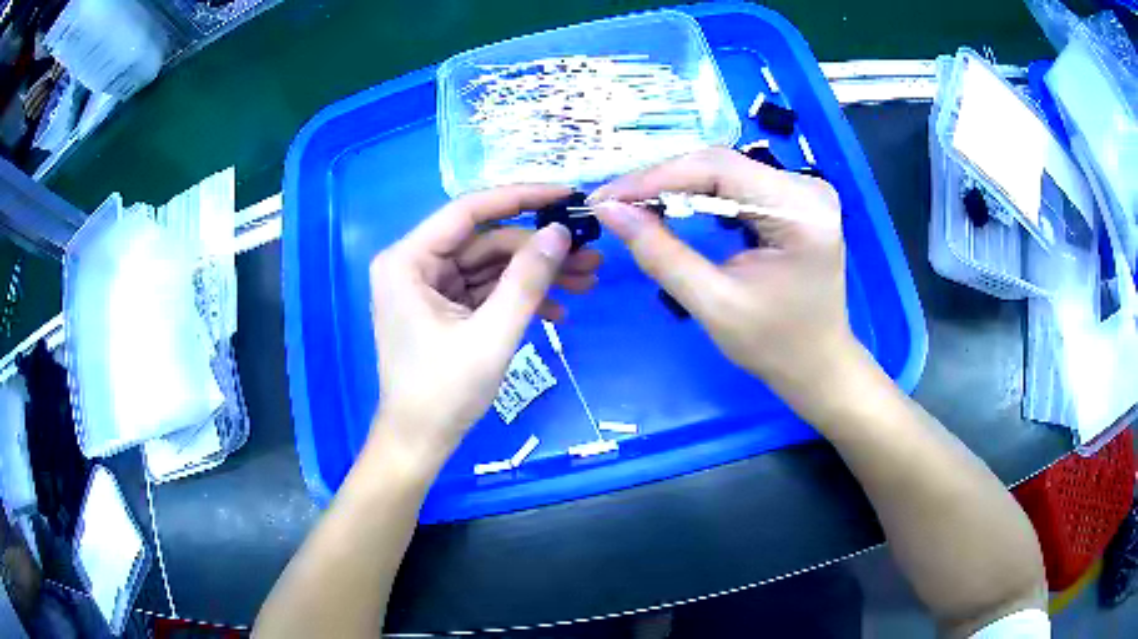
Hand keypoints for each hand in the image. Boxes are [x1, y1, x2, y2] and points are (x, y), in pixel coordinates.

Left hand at [367, 185, 600, 471]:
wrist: (420, 443)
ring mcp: (430, 287)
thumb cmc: (444, 392)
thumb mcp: (491, 335)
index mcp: (408, 260)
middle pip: (486, 242)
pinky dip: (519, 298)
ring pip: (491, 267)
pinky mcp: (444, 308)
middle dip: (538, 251)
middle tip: (590, 256)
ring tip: (587, 282)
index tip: (565, 195)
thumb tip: (561, 232)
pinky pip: (486, 291)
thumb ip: (527, 280)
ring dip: (536, 276)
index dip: (520, 198)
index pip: (469, 211)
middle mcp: (415, 265)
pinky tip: (558, 313)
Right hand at [591, 148, 857, 408]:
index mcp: (800, 211)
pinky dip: (697, 195)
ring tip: (632, 205)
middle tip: (612, 203)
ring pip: (723, 171)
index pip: (717, 169)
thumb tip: (609, 211)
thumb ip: (660, 253)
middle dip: (661, 182)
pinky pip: (734, 184)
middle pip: (719, 165)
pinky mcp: (792, 198)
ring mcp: (802, 189)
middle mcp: (806, 187)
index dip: (655, 178)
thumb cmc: (774, 346)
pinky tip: (669, 207)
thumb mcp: (713, 304)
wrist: (818, 364)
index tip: (605, 198)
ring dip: (675, 186)